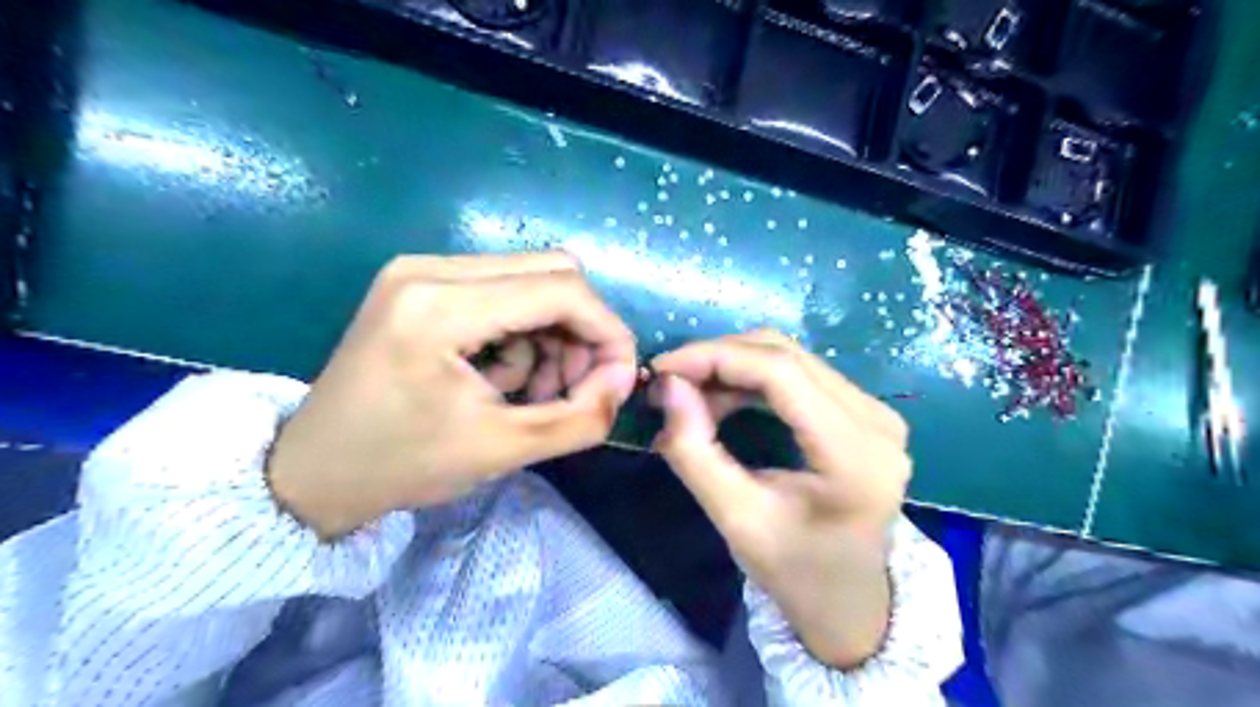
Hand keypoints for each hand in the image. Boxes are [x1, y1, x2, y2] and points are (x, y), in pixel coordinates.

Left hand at [264, 253, 640, 539]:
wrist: (312, 472)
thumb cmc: (401, 465)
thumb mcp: (503, 449)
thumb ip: (581, 417)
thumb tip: (623, 379)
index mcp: (442, 306)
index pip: (562, 290)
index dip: (607, 331)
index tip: (618, 378)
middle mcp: (430, 268)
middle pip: (552, 273)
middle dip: (581, 331)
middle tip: (575, 386)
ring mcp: (421, 270)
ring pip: (531, 281)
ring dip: (551, 335)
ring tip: (534, 390)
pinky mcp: (420, 284)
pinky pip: (502, 292)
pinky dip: (522, 333)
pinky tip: (503, 375)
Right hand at [654, 332, 910, 668]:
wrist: (848, 602)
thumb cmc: (794, 571)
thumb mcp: (735, 520)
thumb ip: (693, 451)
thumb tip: (668, 385)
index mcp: (855, 455)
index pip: (780, 373)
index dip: (715, 358)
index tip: (663, 368)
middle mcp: (878, 421)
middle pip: (786, 355)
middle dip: (719, 359)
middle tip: (672, 383)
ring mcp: (878, 413)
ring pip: (791, 358)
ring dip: (734, 367)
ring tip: (692, 398)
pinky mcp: (866, 413)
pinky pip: (801, 374)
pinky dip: (753, 379)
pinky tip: (724, 400)